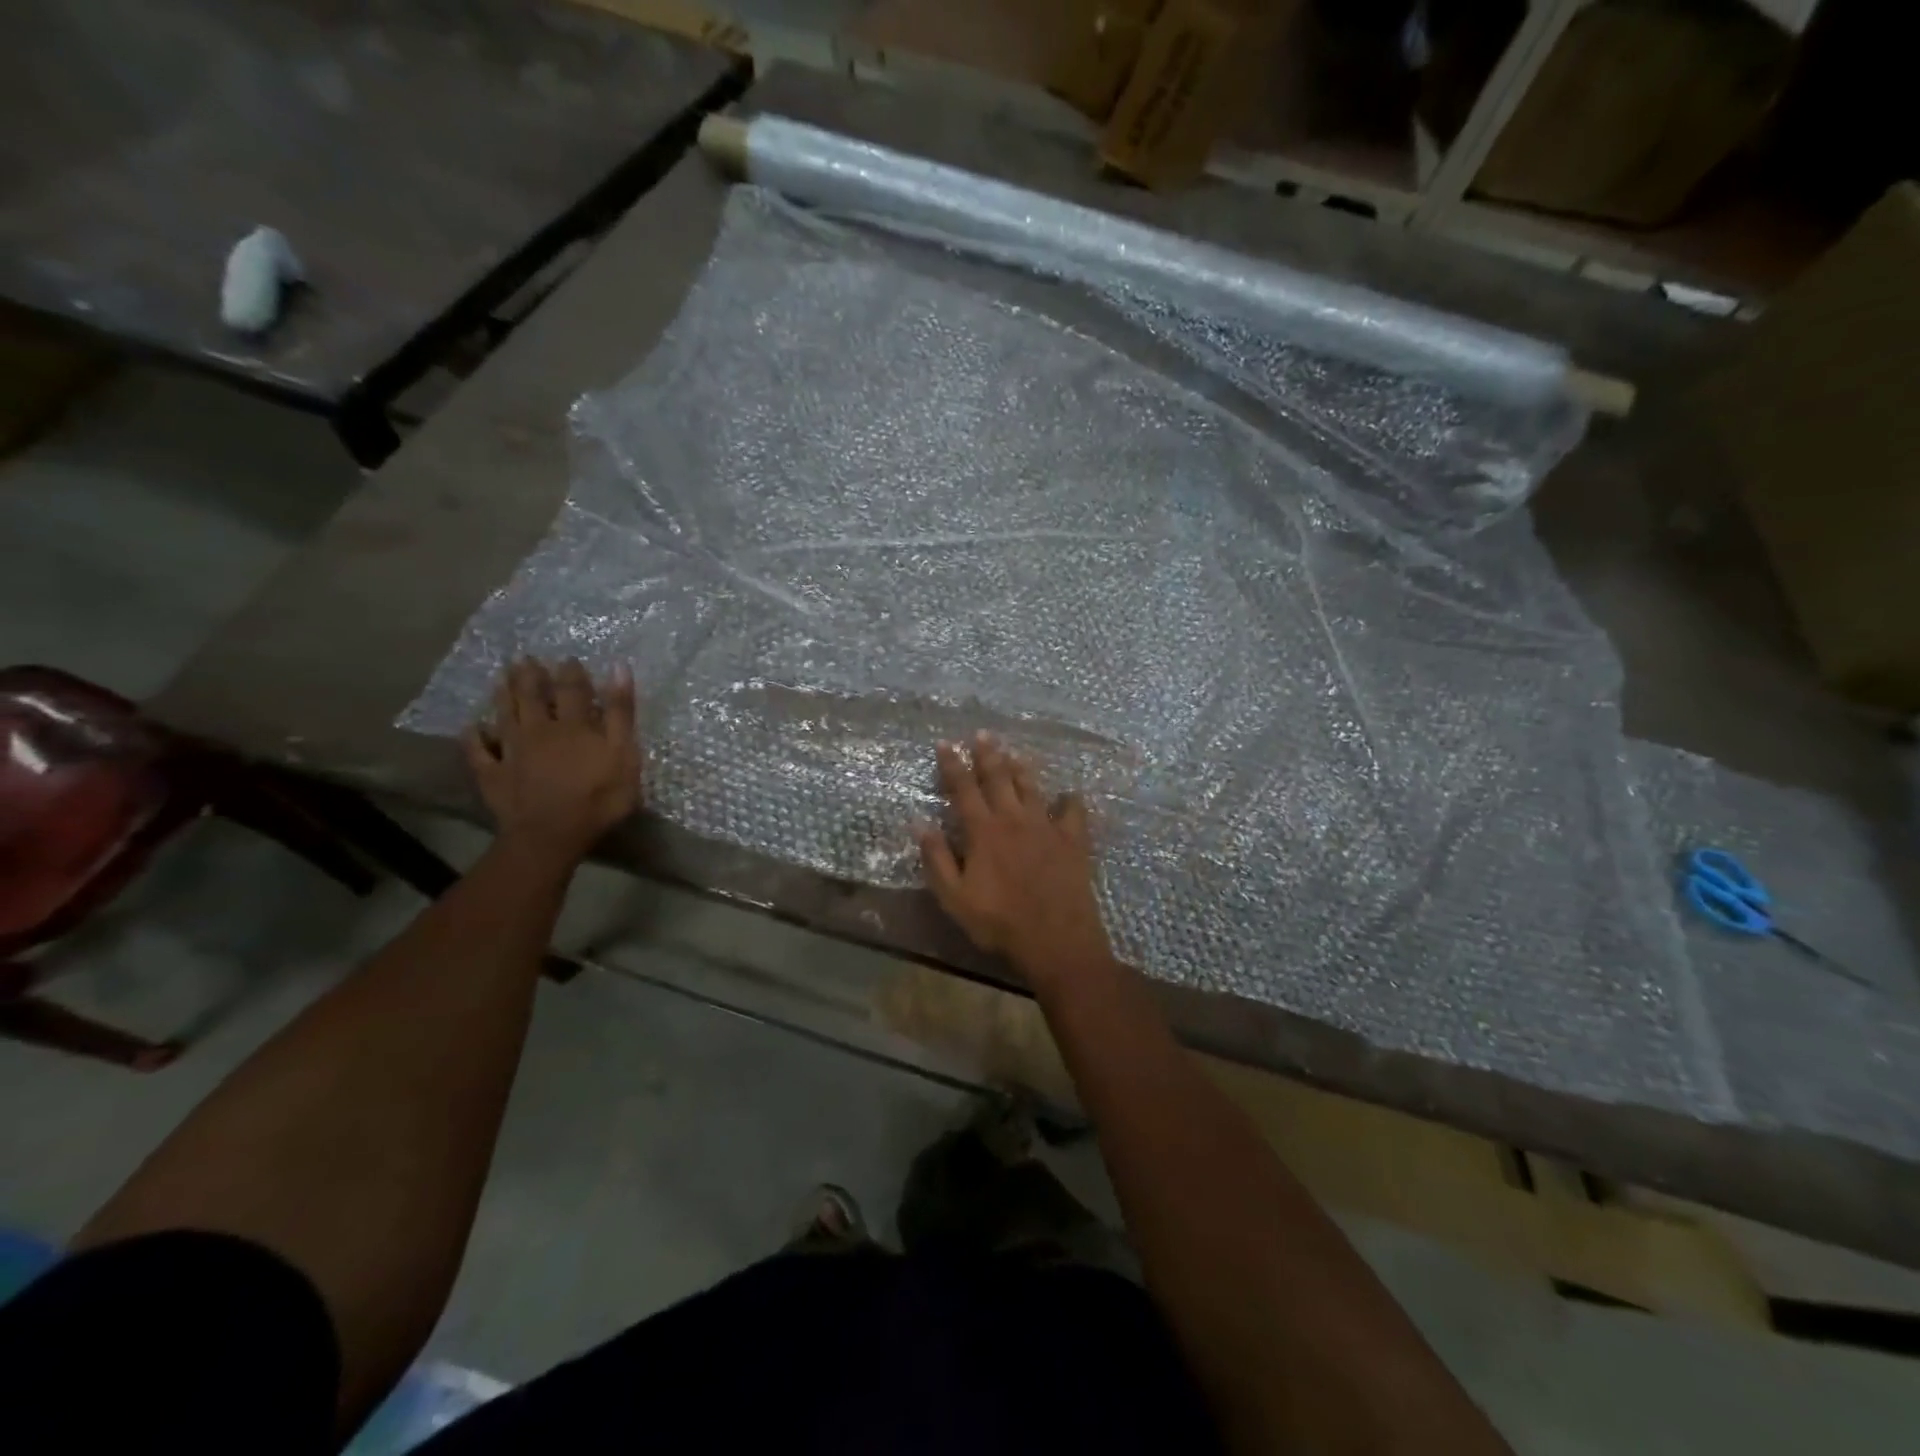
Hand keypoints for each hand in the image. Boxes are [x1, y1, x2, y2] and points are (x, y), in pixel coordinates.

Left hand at [463, 658, 640, 861]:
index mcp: (574, 725)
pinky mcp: (493, 775)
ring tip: (500, 678)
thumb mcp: (624, 754)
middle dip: (530, 677)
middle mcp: (539, 730)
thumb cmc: (598, 797)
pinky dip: (474, 737)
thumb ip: (620, 713)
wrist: (551, 835)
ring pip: (505, 716)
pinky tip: (471, 727)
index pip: (573, 690)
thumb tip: (617, 667)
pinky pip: (479, 751)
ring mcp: (512, 752)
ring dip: (503, 695)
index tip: (569, 659)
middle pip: (533, 697)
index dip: (572, 673)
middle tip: (524, 659)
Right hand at [916, 732, 1113, 984]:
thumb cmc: (998, 922)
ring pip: (1032, 787)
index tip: (946, 743)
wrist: (1055, 939)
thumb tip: (919, 822)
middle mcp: (1014, 819)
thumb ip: (936, 858)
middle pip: (998, 778)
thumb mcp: (954, 897)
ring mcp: (1046, 826)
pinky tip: (1069, 794)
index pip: (963, 788)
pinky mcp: (1073, 839)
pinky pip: (1073, 811)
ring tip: (1014, 752)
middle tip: (982, 734)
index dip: (953, 764)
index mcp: (983, 831)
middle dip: (988, 754)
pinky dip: (1069, 799)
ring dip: (1021, 767)